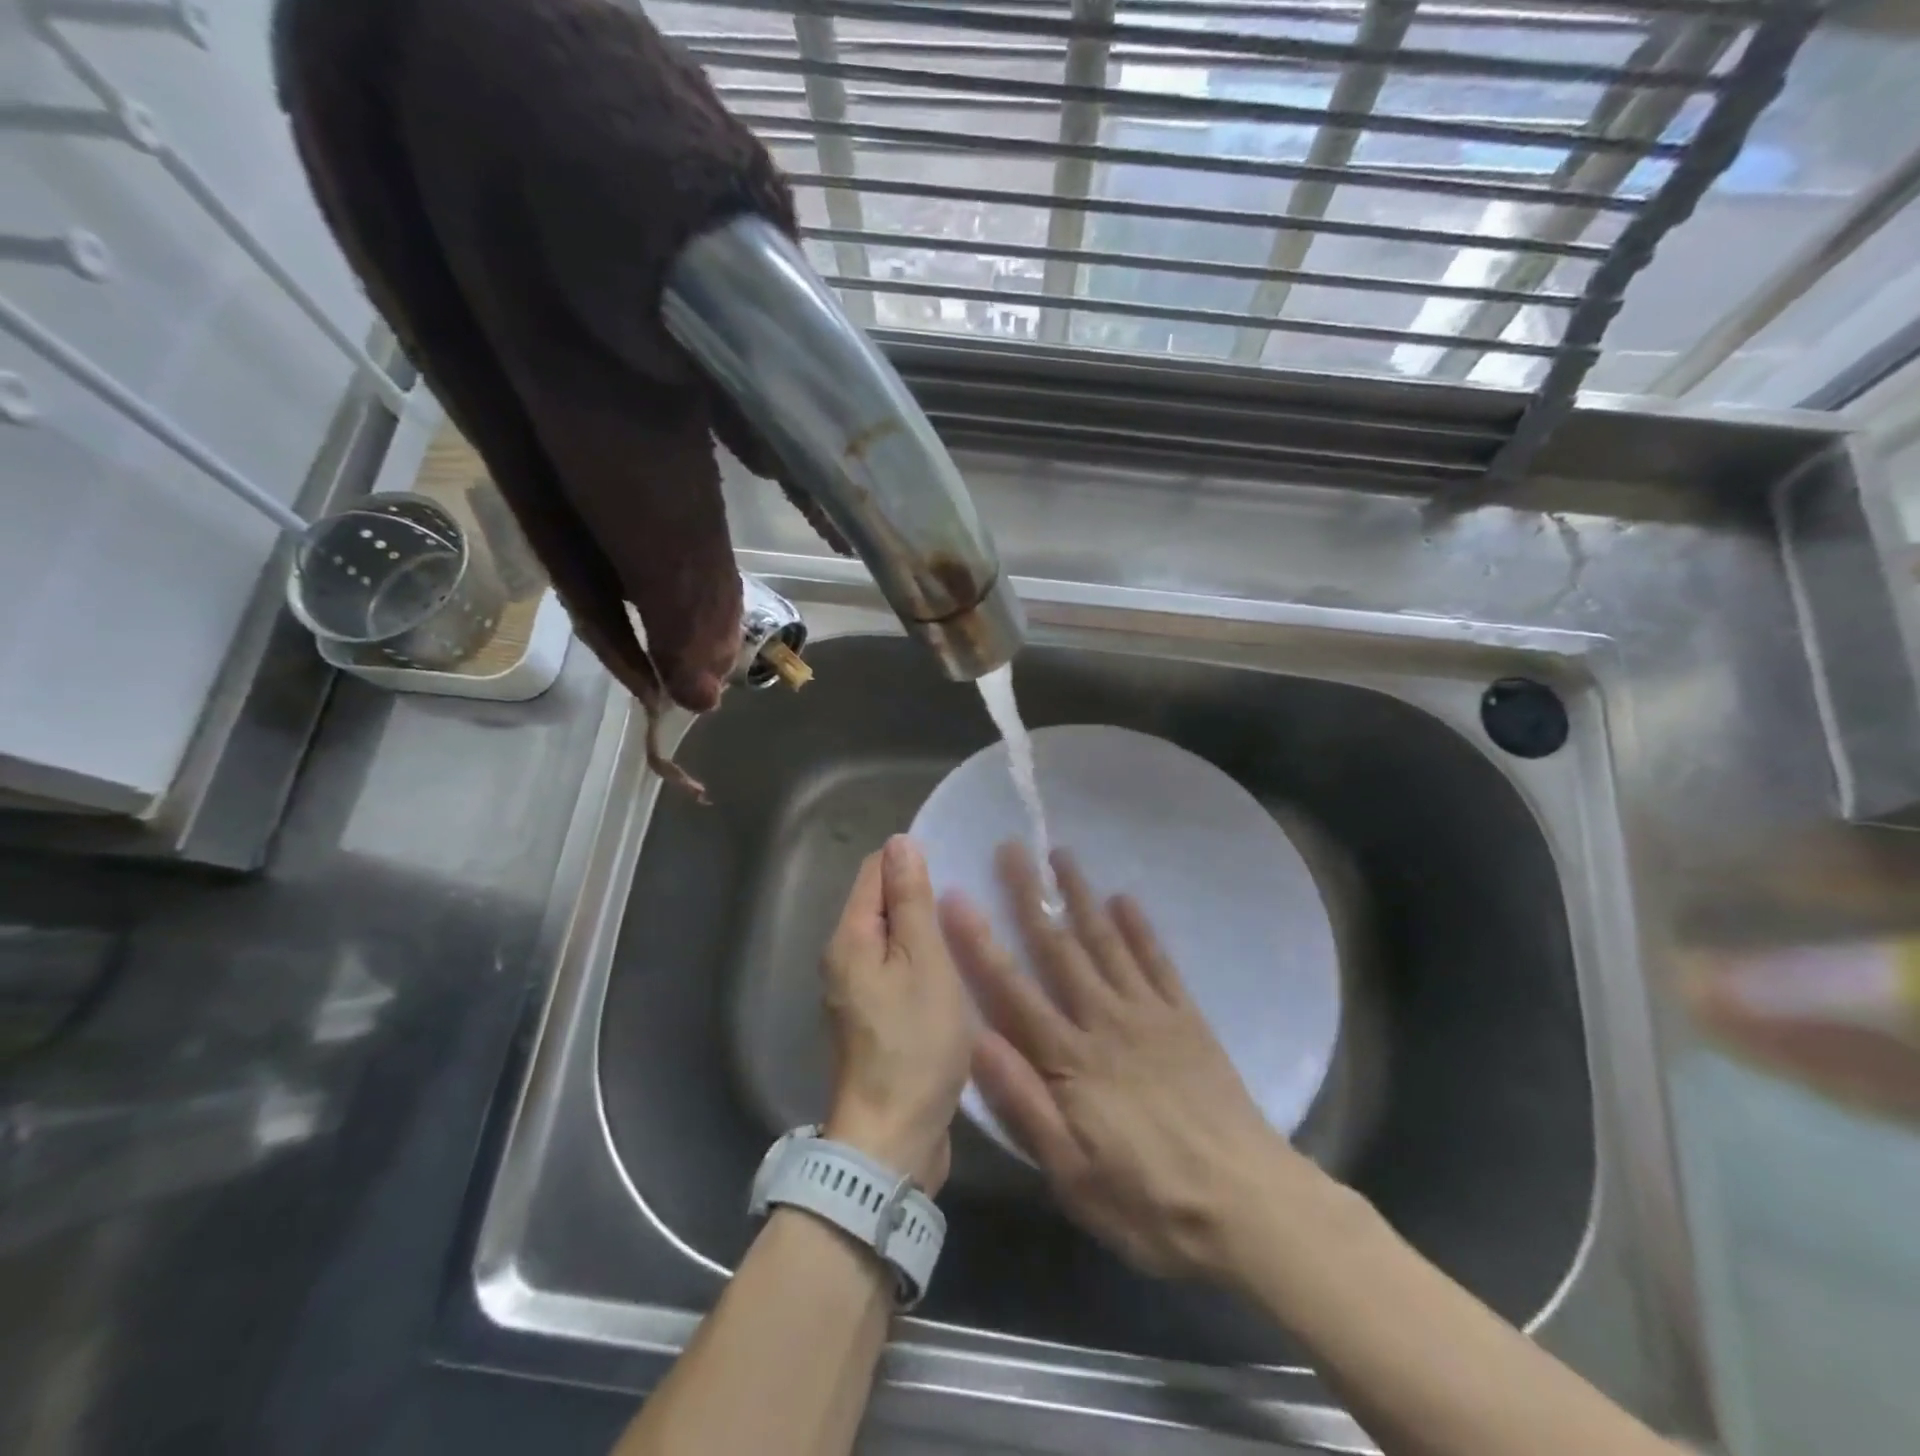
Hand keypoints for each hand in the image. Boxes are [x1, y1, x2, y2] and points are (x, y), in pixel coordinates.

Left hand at [821, 836, 972, 1192]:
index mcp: (849, 937)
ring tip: (965, 933)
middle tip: (967, 902)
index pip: (875, 869)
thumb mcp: (924, 962)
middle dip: (919, 896)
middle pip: (880, 903)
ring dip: (922, 932)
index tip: (954, 868)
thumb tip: (900, 842)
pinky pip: (894, 970)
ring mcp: (853, 991)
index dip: (912, 861)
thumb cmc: (915, 1043)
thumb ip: (911, 900)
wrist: (893, 1137)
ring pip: (890, 938)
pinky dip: (919, 963)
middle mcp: (842, 957)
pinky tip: (951, 972)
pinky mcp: (870, 1018)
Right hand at [941, 844, 1311, 1280]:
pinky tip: (1126, 899)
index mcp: (1069, 1059)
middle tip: (1012, 848)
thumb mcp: (1070, 1173)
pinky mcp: (1188, 1019)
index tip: (957, 896)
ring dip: (1082, 896)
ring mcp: (1150, 1014)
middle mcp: (1104, 1020)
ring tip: (1062, 855)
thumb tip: (975, 1037)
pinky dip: (1141, 928)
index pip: (1012, 988)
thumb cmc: (1148, 1201)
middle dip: (1031, 896)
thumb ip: (1021, 1102)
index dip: (980, 942)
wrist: (1247, 1206)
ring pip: (1107, 941)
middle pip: (1059, 948)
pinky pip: (1159, 962)